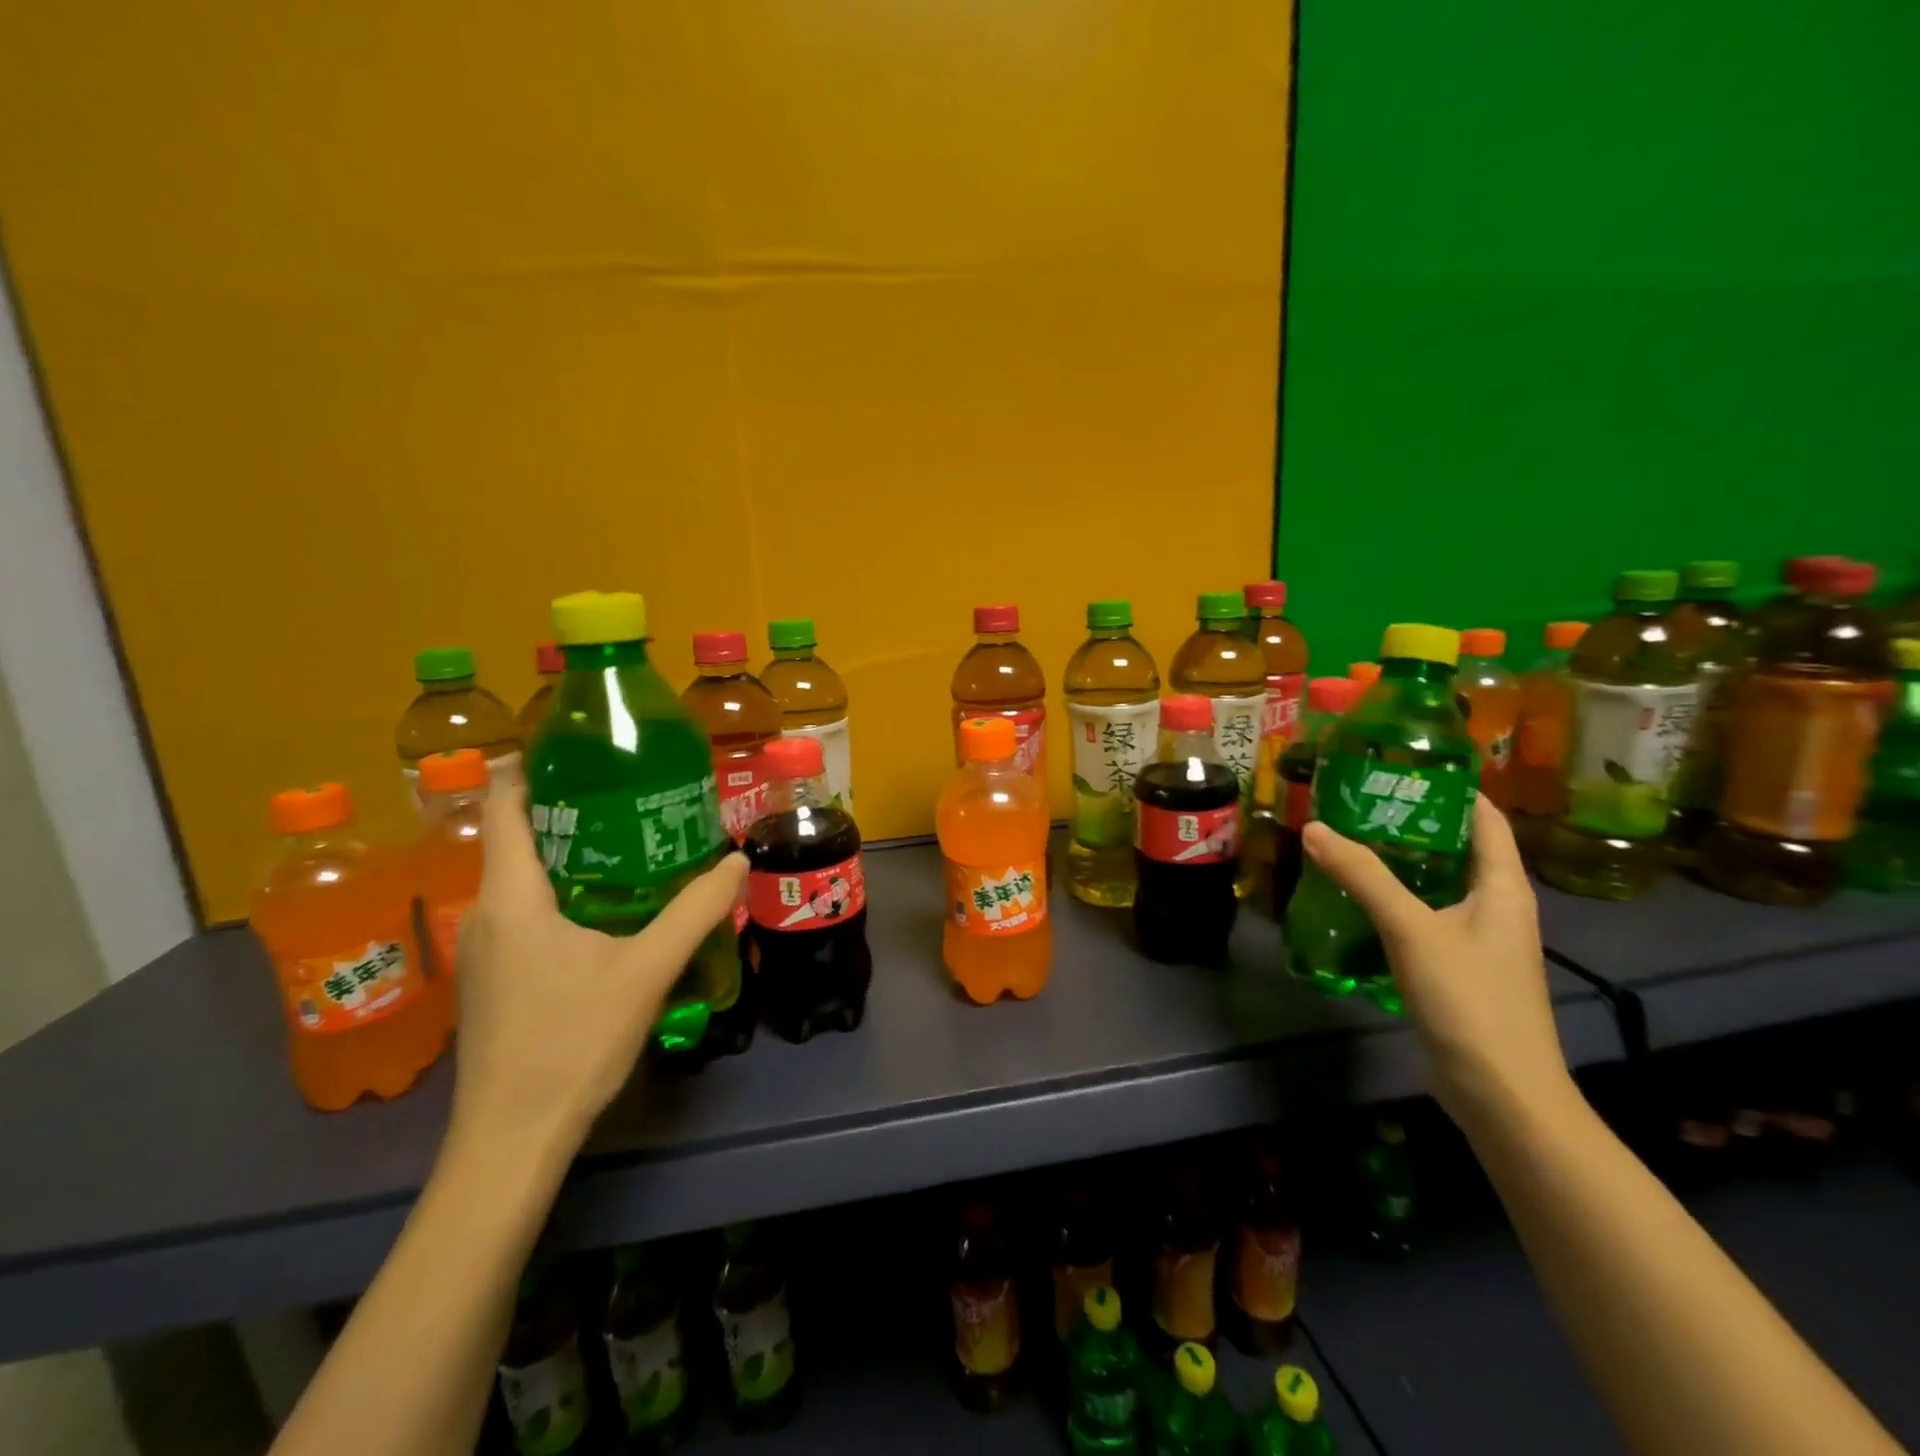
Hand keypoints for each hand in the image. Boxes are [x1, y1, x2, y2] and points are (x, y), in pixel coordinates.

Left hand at [446, 780, 746, 1164]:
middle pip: (516, 838)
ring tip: (627, 838)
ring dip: (566, 852)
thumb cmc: (571, 1042)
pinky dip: (560, 890)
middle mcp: (484, 914)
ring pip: (520, 878)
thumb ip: (695, 911)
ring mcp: (483, 950)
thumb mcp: (646, 970)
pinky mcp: (493, 980)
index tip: (574, 745)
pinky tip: (606, 907)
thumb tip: (737, 861)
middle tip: (628, 789)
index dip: (527, 766)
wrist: (510, 1141)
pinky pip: (523, 911)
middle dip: (566, 807)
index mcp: (510, 897)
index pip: (503, 807)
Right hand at [1300, 795, 1573, 1128]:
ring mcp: (1477, 940)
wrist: (1501, 1094)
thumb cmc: (1471, 1001)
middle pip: (1455, 848)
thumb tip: (1315, 828)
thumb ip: (1364, 878)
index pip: (1483, 819)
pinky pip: (1423, 916)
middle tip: (1354, 801)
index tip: (1399, 766)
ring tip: (1345, 841)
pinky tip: (1354, 899)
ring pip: (1435, 884)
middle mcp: (1495, 906)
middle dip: (1409, 823)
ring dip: (1396, 863)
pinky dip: (1392, 900)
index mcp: (1503, 887)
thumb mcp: (1413, 930)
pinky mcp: (1456, 967)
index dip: (1449, 788)